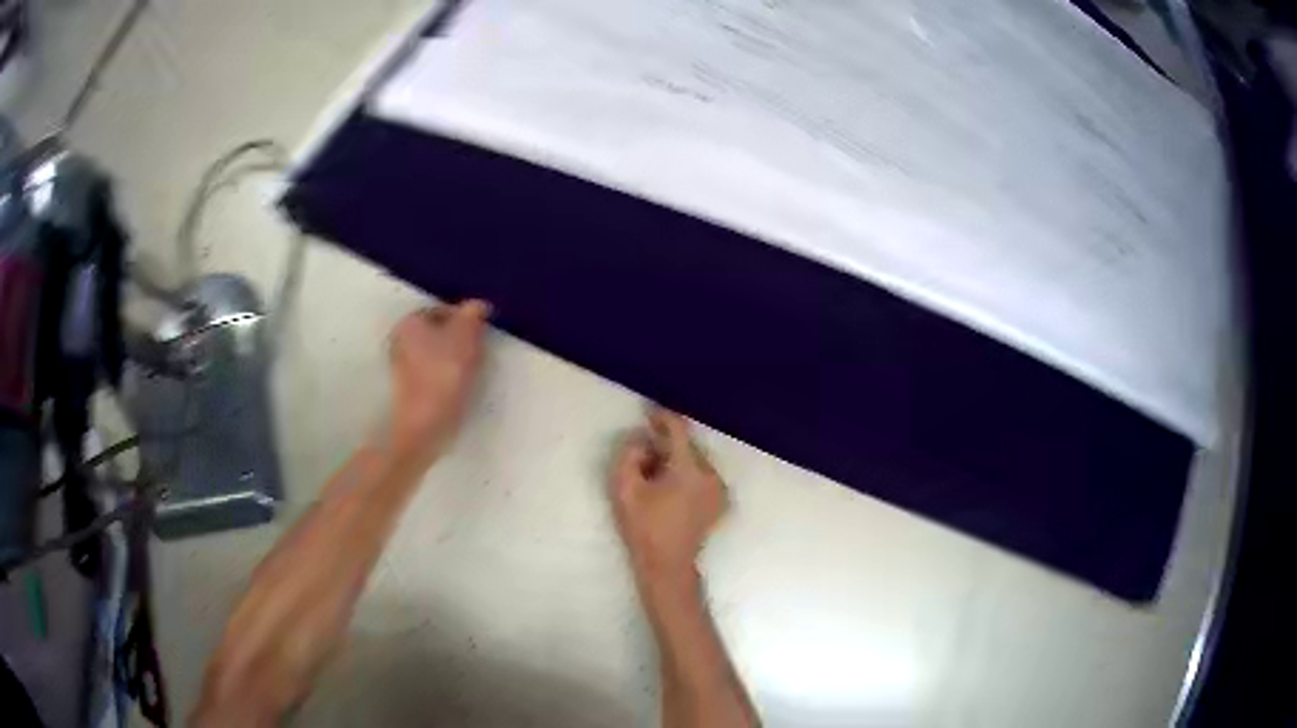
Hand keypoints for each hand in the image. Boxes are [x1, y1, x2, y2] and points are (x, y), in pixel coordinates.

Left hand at [386, 299, 489, 462]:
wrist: (425, 426)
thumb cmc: (444, 375)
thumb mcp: (466, 336)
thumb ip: (473, 314)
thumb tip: (477, 305)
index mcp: (409, 321)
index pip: (442, 310)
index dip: (464, 320)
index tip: (480, 336)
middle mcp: (398, 340)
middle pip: (437, 333)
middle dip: (458, 340)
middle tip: (477, 352)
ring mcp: (399, 367)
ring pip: (434, 354)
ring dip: (452, 360)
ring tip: (469, 372)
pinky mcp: (406, 390)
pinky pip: (430, 374)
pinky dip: (444, 377)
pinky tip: (456, 388)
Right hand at [611, 407, 727, 597]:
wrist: (668, 565)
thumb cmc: (644, 528)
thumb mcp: (624, 489)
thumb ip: (629, 455)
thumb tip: (642, 439)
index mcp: (690, 470)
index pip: (679, 431)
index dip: (662, 418)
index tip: (648, 414)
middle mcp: (711, 475)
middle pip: (687, 447)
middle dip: (666, 446)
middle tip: (644, 458)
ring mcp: (720, 489)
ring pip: (695, 461)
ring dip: (676, 461)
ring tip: (656, 478)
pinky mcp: (720, 501)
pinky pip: (702, 476)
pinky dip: (687, 475)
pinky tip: (671, 491)